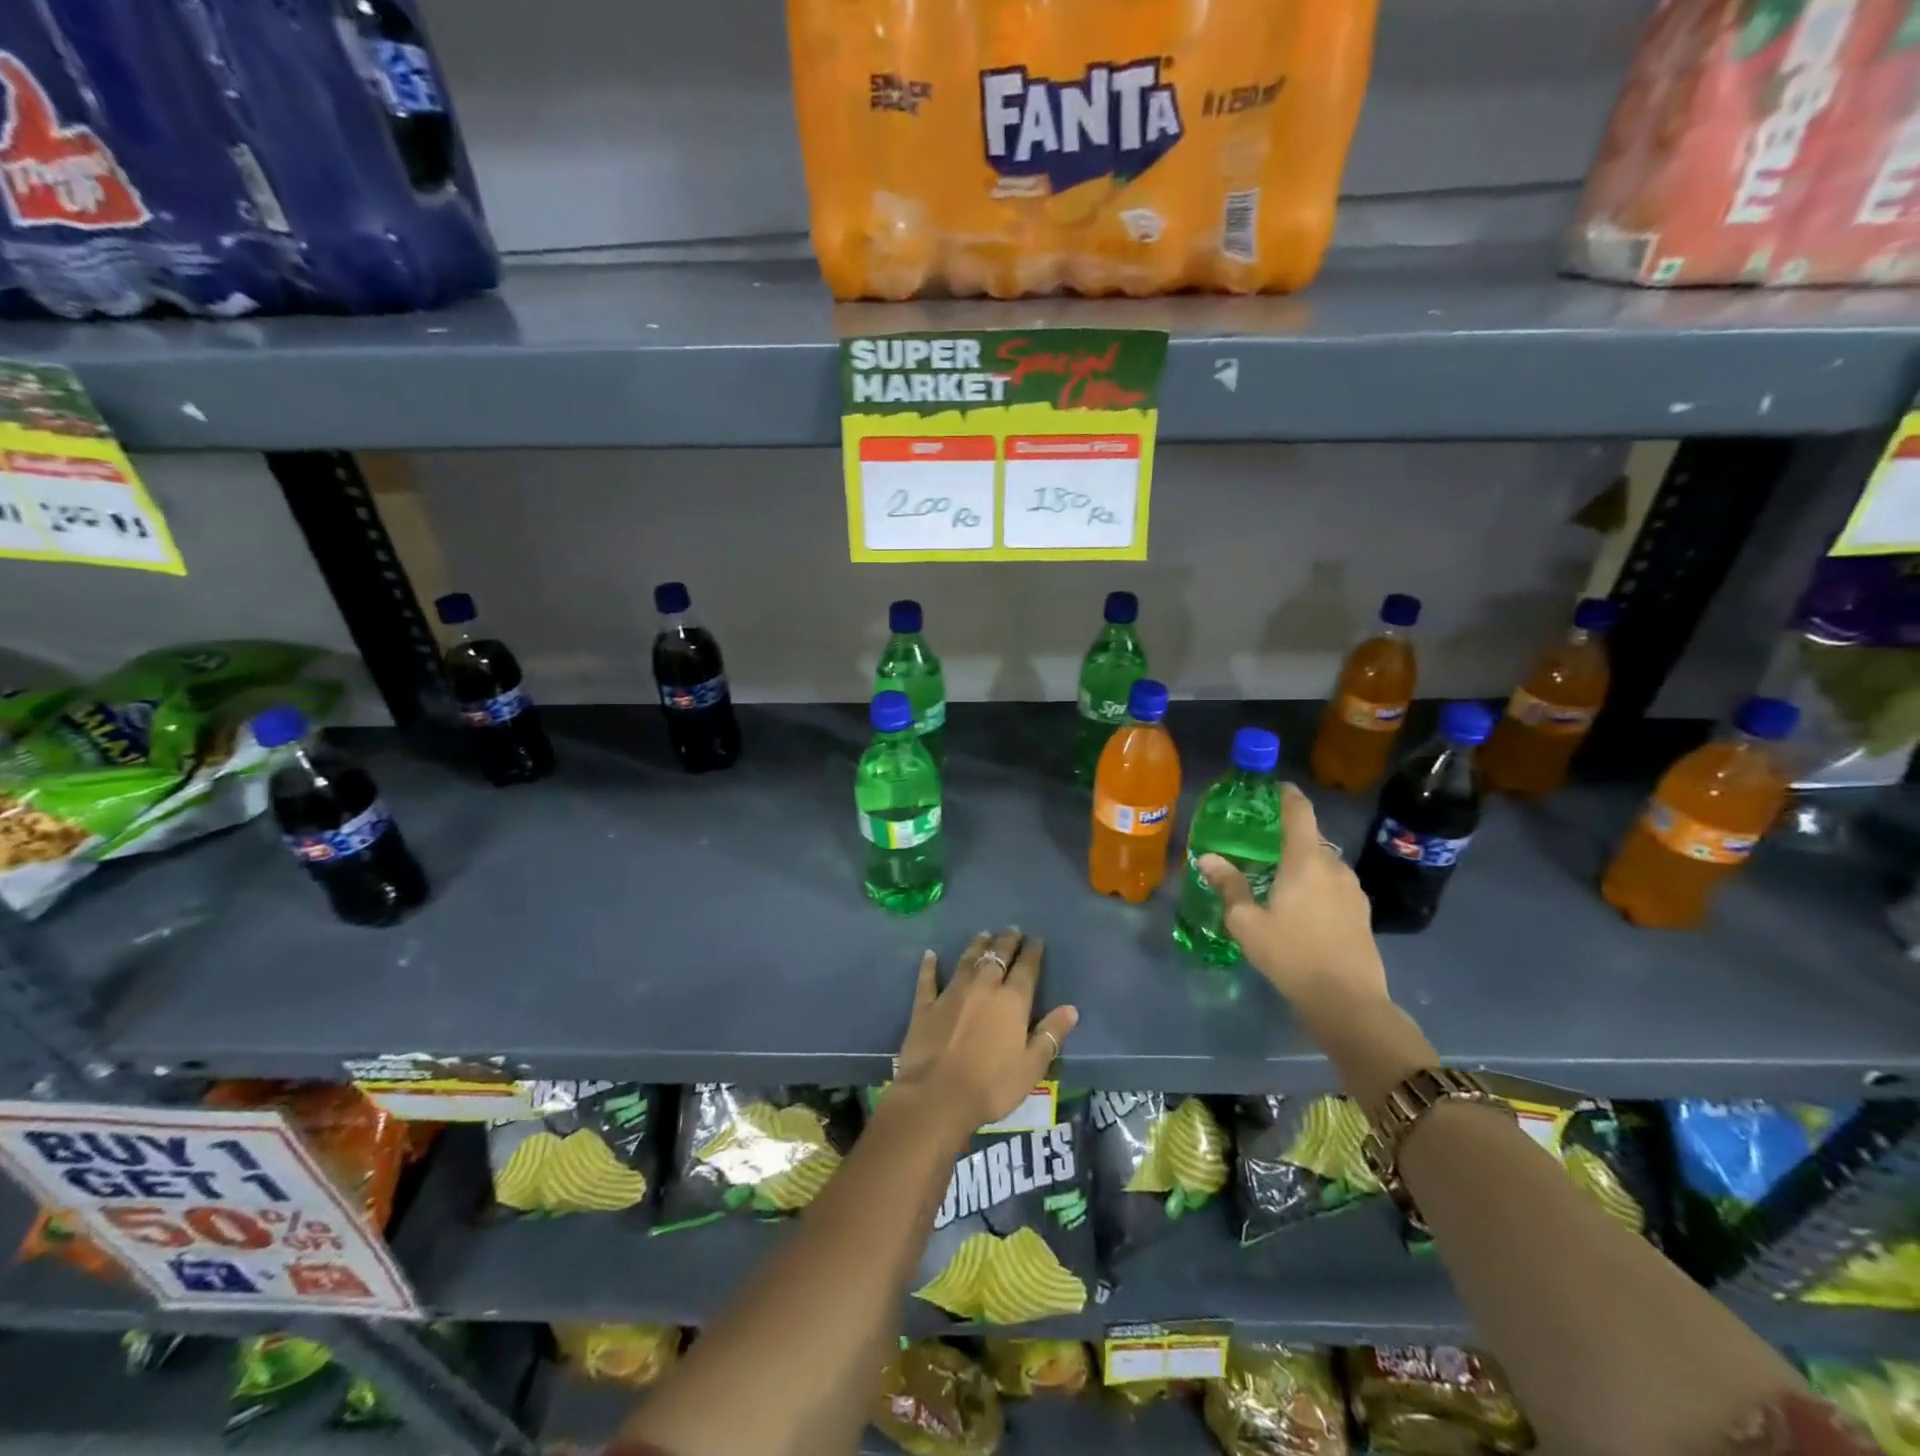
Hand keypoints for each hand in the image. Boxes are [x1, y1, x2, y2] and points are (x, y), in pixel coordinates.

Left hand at [894, 928, 1077, 1138]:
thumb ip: (1050, 1034)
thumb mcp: (1031, 1067)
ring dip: (977, 946)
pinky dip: (929, 965)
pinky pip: (928, 979)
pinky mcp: (926, 1006)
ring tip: (983, 934)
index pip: (1026, 968)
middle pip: (997, 957)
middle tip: (1011, 930)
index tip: (1036, 940)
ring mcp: (952, 993)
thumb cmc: (991, 1085)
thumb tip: (1071, 1009)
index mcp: (1012, 1001)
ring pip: (967, 961)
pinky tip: (930, 954)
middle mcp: (983, 987)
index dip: (1032, 952)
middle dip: (1006, 942)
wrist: (937, 1095)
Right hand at [1198, 784, 1388, 1017]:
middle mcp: (1334, 866)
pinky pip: (1334, 885)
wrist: (1347, 1001)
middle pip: (1312, 838)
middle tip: (1263, 843)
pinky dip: (1317, 884)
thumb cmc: (1291, 954)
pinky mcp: (1362, 913)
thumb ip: (1229, 886)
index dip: (1287, 795)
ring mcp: (1353, 890)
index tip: (1275, 787)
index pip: (1299, 812)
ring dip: (1304, 863)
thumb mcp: (1247, 923)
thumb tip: (1207, 858)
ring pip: (1325, 863)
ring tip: (1280, 877)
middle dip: (1289, 835)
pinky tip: (1302, 906)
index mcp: (1306, 860)